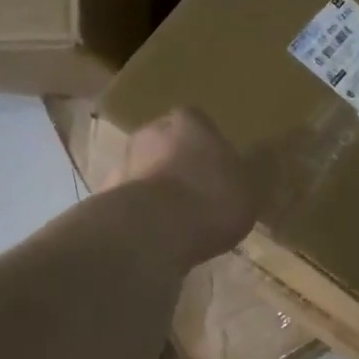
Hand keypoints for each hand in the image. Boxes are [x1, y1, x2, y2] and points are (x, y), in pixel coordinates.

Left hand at [109, 108, 261, 265]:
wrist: (154, 230)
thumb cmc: (211, 199)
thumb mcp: (250, 189)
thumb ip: (247, 176)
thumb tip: (254, 167)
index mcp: (190, 122)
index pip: (197, 121)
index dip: (207, 143)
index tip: (216, 167)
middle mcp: (151, 132)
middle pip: (165, 143)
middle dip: (176, 163)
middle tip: (195, 192)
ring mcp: (123, 163)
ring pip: (143, 171)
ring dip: (154, 189)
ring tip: (173, 221)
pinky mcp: (104, 196)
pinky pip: (128, 202)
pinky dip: (139, 214)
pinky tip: (153, 237)